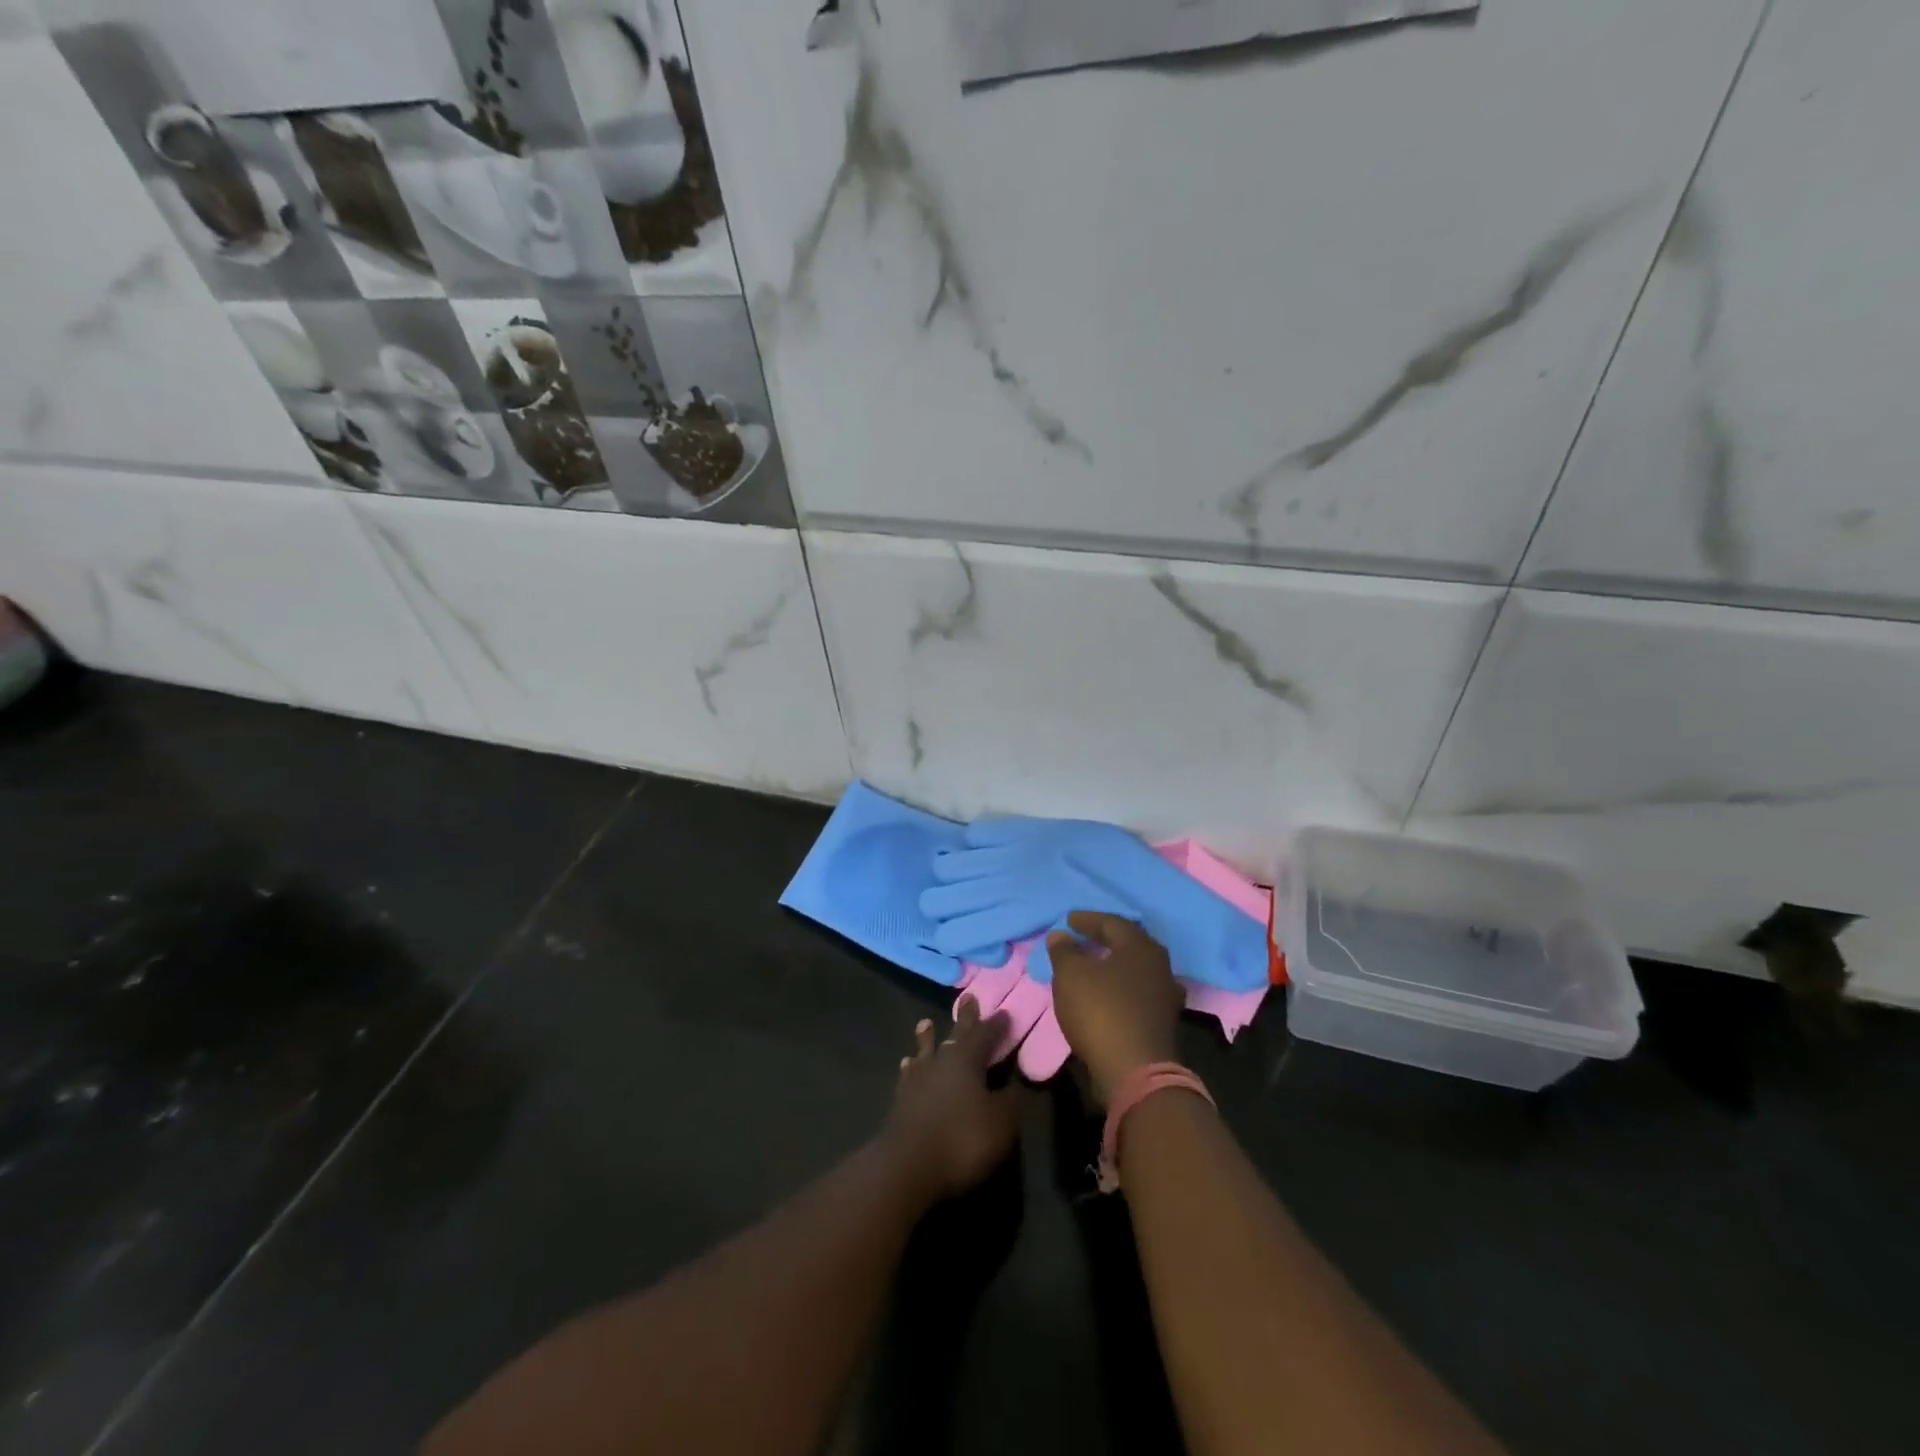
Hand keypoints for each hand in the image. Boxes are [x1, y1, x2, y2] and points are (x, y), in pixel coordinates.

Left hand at [881, 996, 1020, 1204]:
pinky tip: (907, 1065)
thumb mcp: (1001, 1123)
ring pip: (926, 1050)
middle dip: (965, 1018)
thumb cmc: (961, 1140)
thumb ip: (1010, 1100)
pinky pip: (909, 1074)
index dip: (997, 1025)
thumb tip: (1017, 1080)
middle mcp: (941, 1061)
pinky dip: (911, 1067)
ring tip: (926, 1023)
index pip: (985, 1035)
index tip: (1005, 1012)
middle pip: (956, 1034)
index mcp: (967, 1060)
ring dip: (929, 1037)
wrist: (906, 1166)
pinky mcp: (900, 1100)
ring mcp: (917, 1079)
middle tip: (968, 997)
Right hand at [1048, 911, 1184, 1104]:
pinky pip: (1138, 993)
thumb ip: (1064, 951)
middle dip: (1104, 940)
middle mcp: (1159, 965)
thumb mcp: (1071, 975)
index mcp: (1140, 946)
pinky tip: (1107, 995)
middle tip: (1083, 938)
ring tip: (1092, 966)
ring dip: (1114, 966)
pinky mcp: (1163, 1021)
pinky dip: (1120, 989)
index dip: (1087, 920)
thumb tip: (1060, 935)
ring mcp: (1165, 995)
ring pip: (1135, 970)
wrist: (1134, 1070)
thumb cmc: (1101, 1011)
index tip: (1068, 920)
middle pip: (1129, 944)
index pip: (1112, 923)